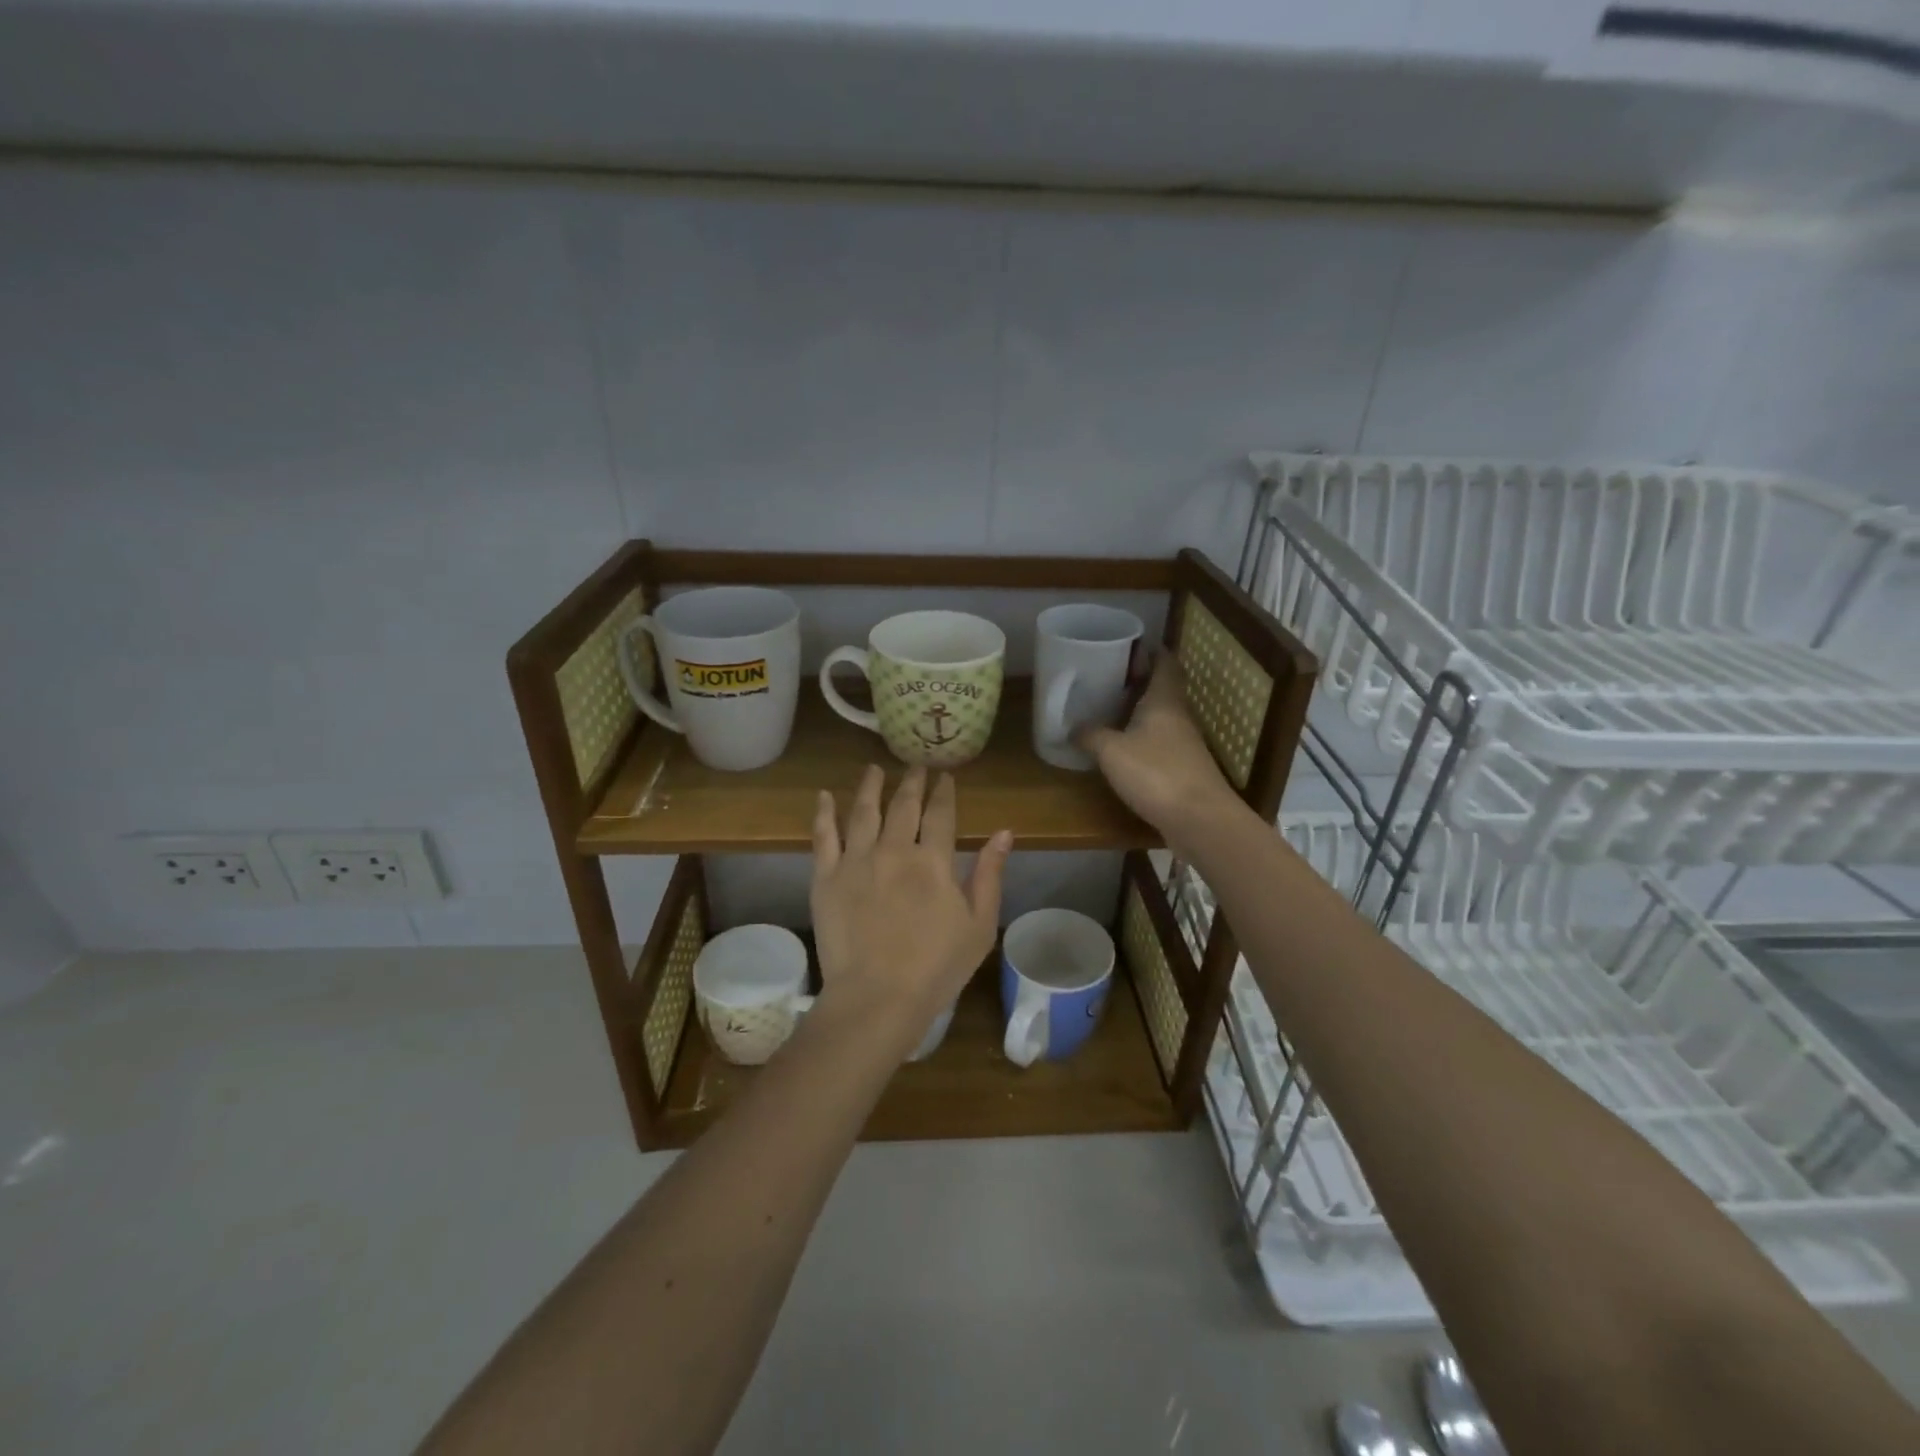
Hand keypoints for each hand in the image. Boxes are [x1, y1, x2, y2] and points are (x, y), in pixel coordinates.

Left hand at [810, 765, 1012, 1057]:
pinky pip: (823, 836)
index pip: (941, 814)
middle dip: (911, 782)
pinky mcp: (825, 877)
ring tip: (874, 769)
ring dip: (870, 787)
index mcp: (934, 862)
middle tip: (915, 766)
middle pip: (903, 805)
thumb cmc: (936, 968)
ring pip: (863, 811)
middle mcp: (895, 850)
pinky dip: (824, 812)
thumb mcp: (979, 926)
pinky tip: (824, 796)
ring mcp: (856, 860)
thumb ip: (989, 875)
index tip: (945, 777)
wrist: (876, 998)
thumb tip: (1004, 833)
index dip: (944, 792)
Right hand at [1075, 654, 1244, 854]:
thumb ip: (1091, 736)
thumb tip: (1072, 727)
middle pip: (1163, 690)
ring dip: (1141, 712)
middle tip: (1111, 678)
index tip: (1133, 645)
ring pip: (1162, 718)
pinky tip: (1124, 748)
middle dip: (1141, 682)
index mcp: (1164, 701)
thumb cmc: (1155, 773)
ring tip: (1111, 710)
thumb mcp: (1112, 751)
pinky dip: (1144, 739)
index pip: (1165, 664)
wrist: (1199, 819)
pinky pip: (1161, 744)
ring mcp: (1185, 745)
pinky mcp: (1184, 770)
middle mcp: (1179, 717)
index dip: (1152, 652)